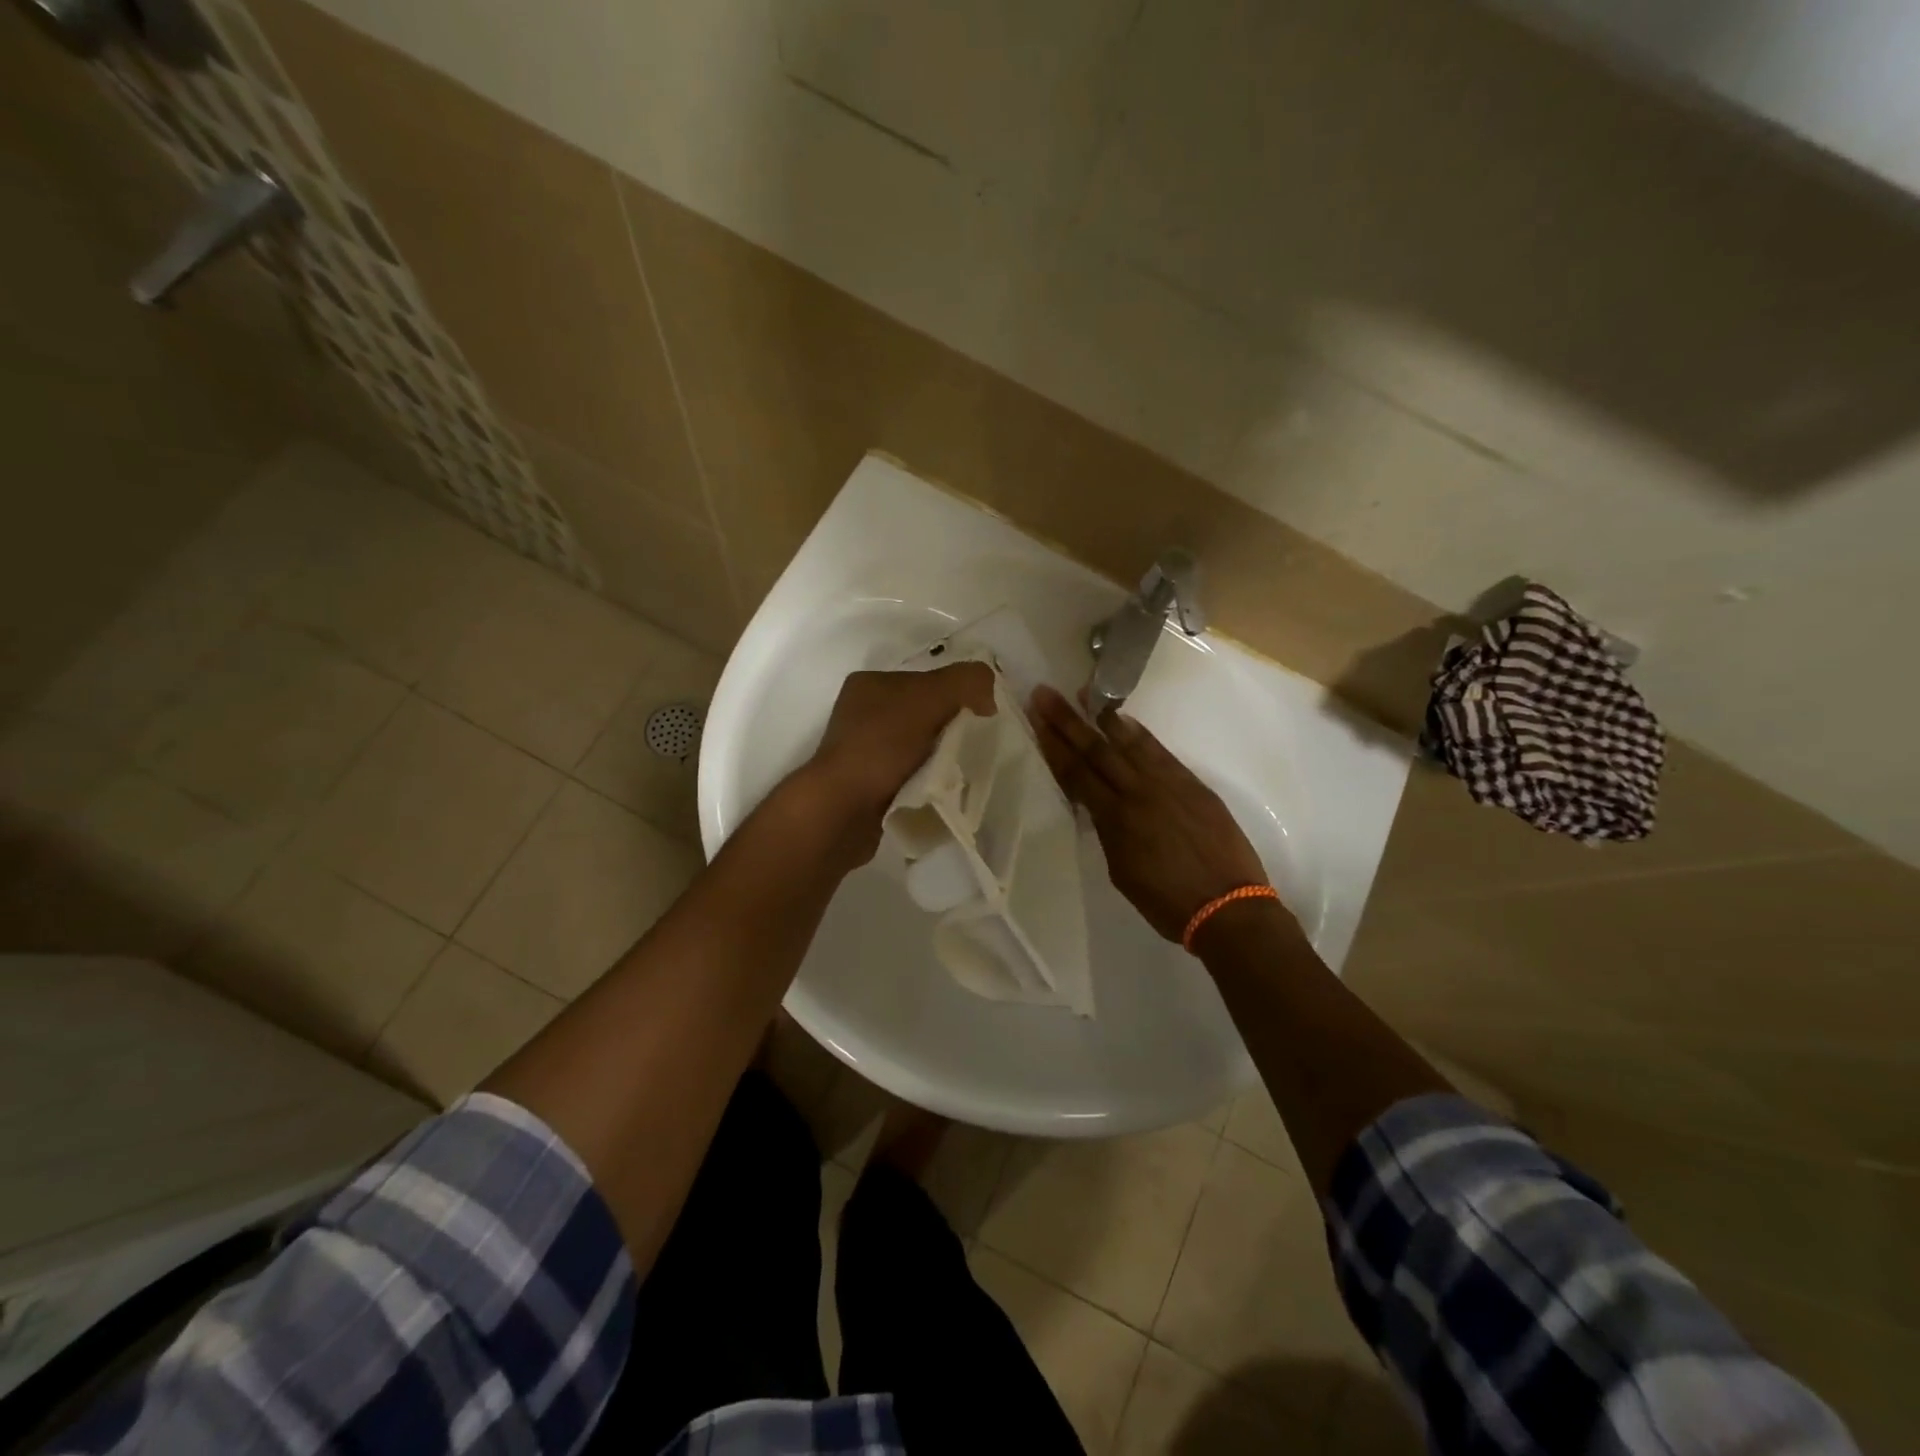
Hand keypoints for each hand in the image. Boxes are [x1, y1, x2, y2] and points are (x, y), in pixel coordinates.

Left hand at [807, 663, 996, 856]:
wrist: (841, 811)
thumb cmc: (881, 747)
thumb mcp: (929, 698)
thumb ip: (965, 681)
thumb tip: (987, 692)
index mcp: (871, 684)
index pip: (929, 680)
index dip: (959, 695)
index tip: (983, 719)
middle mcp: (863, 714)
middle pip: (927, 714)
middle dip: (953, 729)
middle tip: (977, 748)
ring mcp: (864, 752)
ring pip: (920, 748)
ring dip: (942, 759)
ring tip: (960, 773)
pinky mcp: (868, 786)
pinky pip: (911, 777)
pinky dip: (928, 783)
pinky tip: (940, 792)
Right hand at [1029, 685, 1272, 943]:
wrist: (1228, 906)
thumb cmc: (1168, 902)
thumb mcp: (1122, 872)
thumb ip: (1108, 833)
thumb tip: (1101, 808)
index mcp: (1115, 820)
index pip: (1076, 774)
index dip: (1053, 746)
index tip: (1036, 720)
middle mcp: (1138, 793)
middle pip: (1096, 750)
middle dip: (1067, 721)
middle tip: (1046, 694)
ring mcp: (1168, 784)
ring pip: (1128, 743)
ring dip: (1102, 718)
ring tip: (1083, 694)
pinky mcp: (1192, 783)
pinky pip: (1160, 751)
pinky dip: (1139, 733)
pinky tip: (1124, 719)